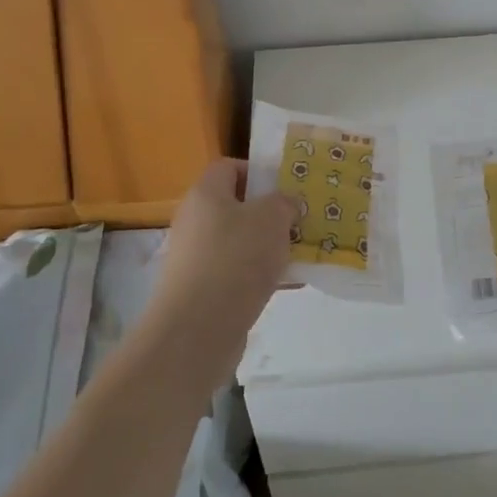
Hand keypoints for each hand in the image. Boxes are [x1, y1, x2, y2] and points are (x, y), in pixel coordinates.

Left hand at [146, 158, 295, 382]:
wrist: (197, 330)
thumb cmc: (235, 259)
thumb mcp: (272, 219)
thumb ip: (284, 203)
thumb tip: (286, 205)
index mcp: (205, 194)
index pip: (229, 167)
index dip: (258, 171)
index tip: (286, 186)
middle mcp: (195, 222)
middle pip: (236, 207)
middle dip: (270, 213)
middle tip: (300, 220)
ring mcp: (196, 258)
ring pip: (240, 242)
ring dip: (269, 246)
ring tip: (302, 252)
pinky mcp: (202, 291)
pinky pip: (237, 273)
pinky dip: (261, 275)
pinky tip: (290, 283)